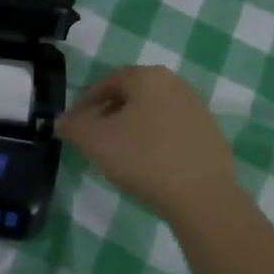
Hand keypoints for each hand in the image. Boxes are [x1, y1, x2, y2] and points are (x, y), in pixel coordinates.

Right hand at [56, 65, 235, 219]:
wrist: (203, 197)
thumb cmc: (143, 158)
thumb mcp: (95, 141)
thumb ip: (72, 126)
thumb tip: (61, 120)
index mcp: (148, 77)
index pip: (107, 83)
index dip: (85, 103)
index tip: (74, 125)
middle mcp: (176, 84)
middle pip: (132, 96)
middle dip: (109, 114)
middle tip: (94, 139)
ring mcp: (198, 109)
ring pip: (153, 113)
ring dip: (133, 128)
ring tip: (120, 154)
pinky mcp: (211, 135)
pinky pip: (173, 132)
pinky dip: (156, 142)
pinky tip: (149, 166)